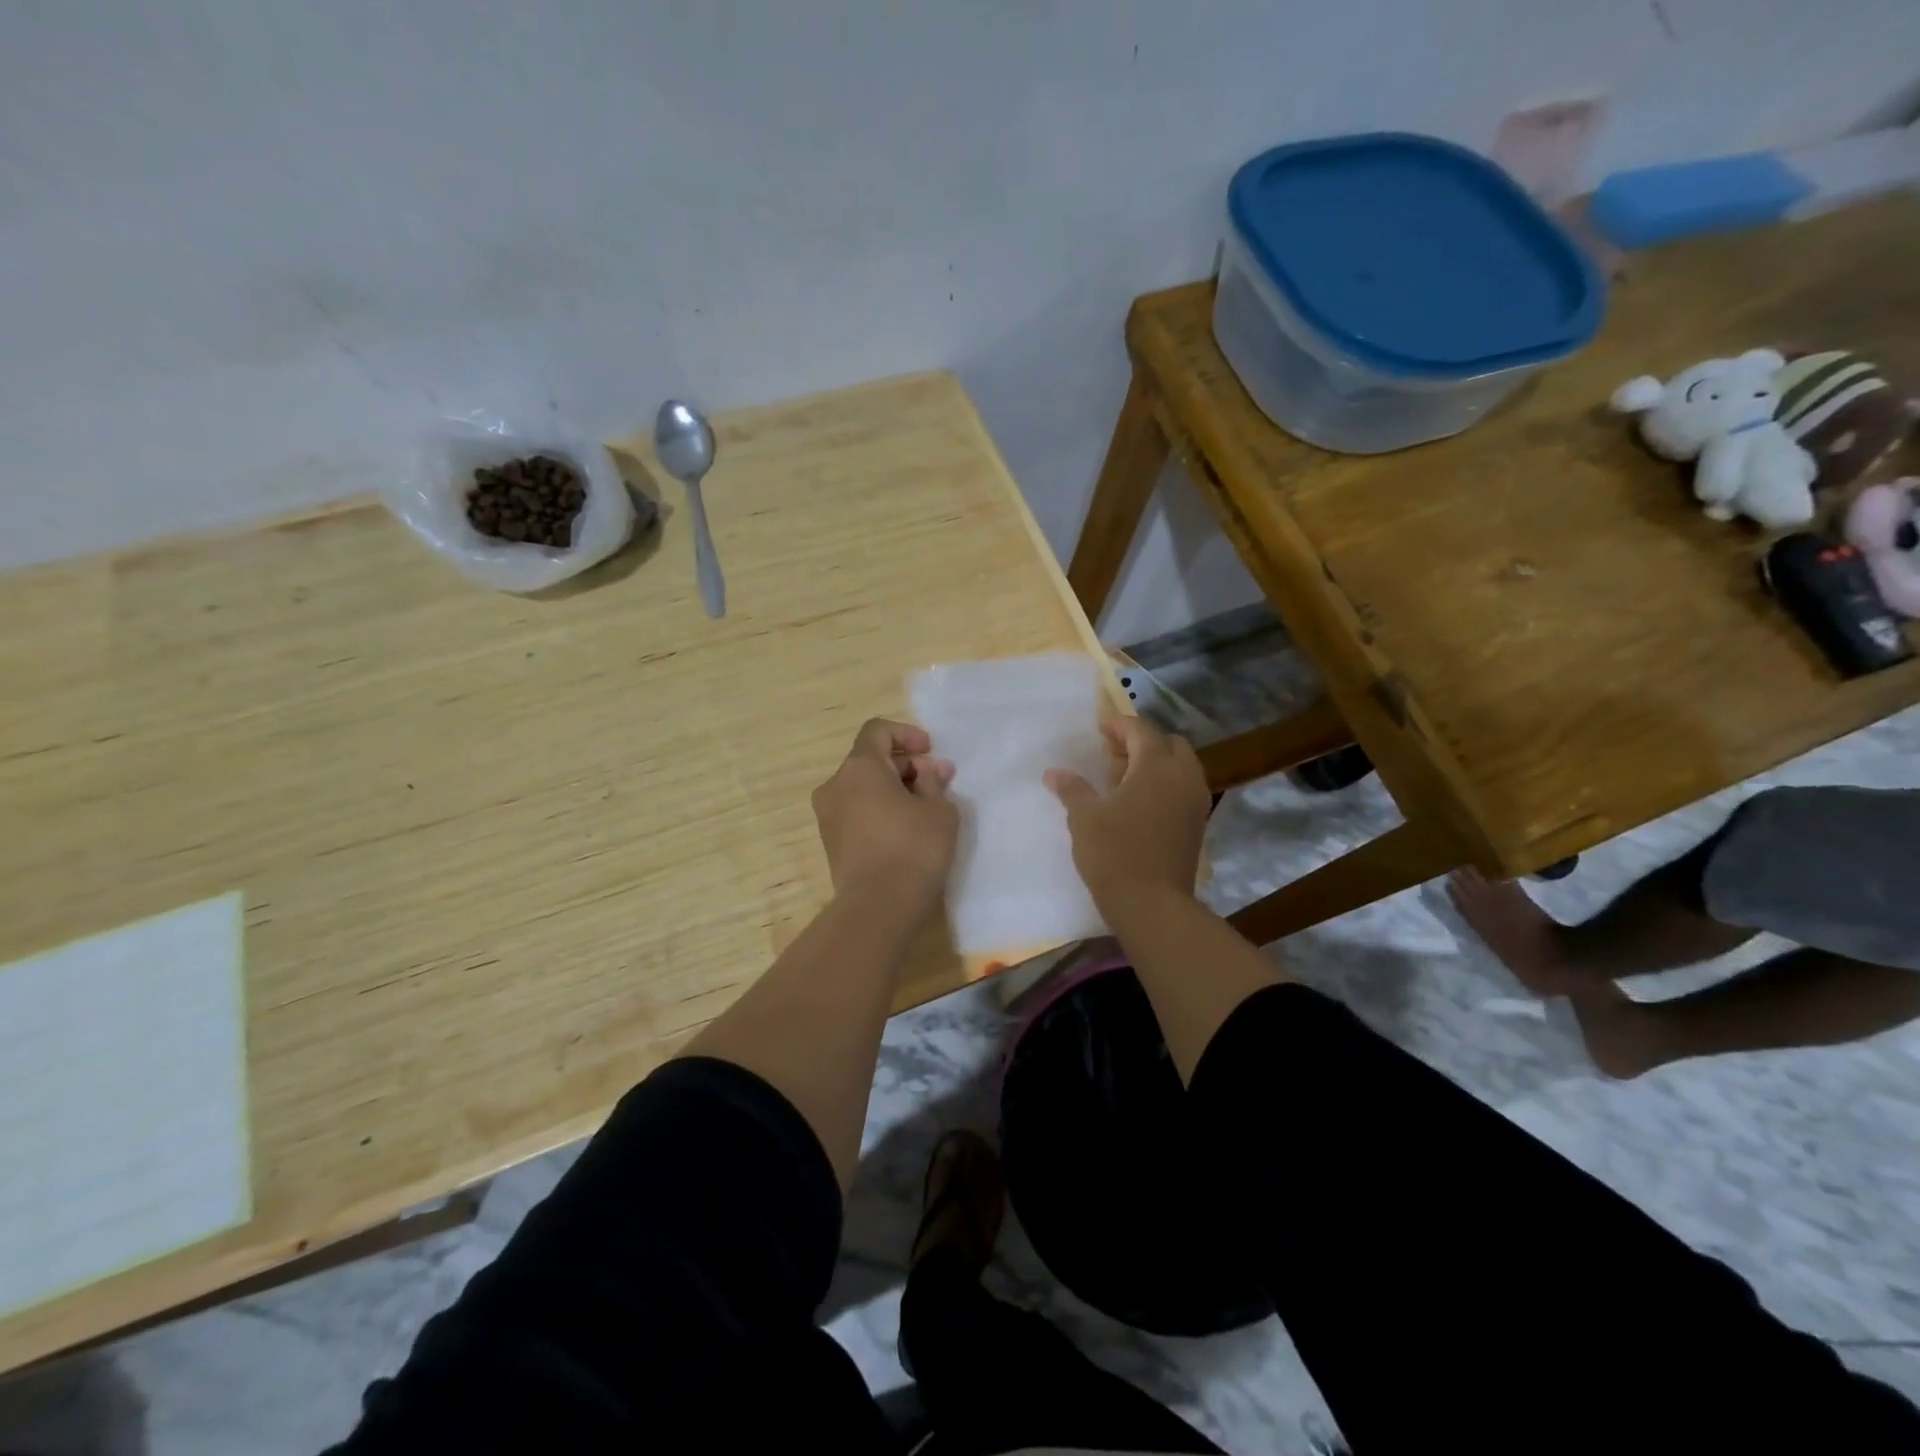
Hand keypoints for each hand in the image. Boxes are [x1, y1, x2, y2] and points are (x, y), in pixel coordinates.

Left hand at [812, 719, 957, 911]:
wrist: (878, 907)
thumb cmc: (914, 848)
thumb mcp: (939, 810)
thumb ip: (934, 782)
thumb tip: (930, 770)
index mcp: (859, 767)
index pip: (877, 731)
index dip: (906, 734)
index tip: (930, 751)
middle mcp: (836, 785)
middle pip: (870, 760)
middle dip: (906, 766)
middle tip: (938, 783)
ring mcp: (828, 816)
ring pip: (863, 788)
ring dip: (894, 789)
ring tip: (926, 808)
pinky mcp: (831, 843)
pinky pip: (857, 812)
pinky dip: (880, 810)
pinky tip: (906, 830)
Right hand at [1045, 717, 1208, 910]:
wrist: (1152, 906)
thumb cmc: (1114, 854)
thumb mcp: (1084, 818)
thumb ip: (1072, 789)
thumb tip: (1054, 772)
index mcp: (1157, 767)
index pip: (1141, 730)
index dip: (1119, 725)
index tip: (1099, 729)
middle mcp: (1183, 777)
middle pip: (1168, 744)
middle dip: (1141, 743)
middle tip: (1112, 756)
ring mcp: (1195, 802)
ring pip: (1180, 767)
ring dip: (1156, 764)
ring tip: (1123, 780)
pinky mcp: (1197, 825)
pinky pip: (1183, 789)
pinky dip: (1164, 785)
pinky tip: (1138, 803)